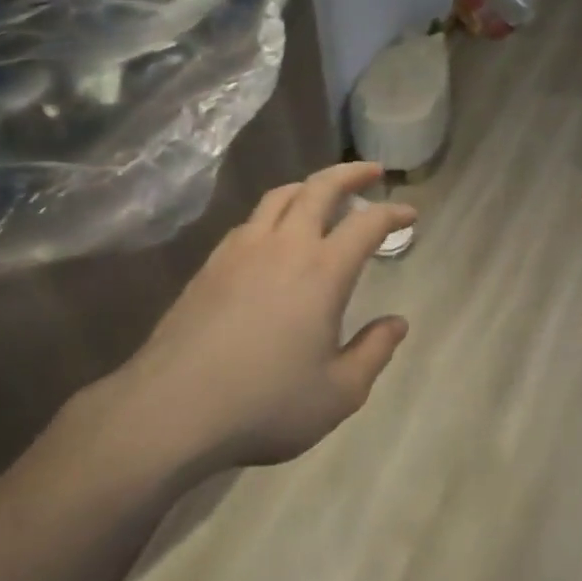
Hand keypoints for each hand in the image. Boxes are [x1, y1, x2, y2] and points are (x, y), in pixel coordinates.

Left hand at [99, 162, 416, 476]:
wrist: (172, 409)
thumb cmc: (265, 403)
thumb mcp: (338, 393)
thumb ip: (373, 352)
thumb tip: (397, 323)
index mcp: (323, 271)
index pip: (367, 224)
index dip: (393, 214)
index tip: (410, 213)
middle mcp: (284, 246)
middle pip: (320, 188)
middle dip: (351, 173)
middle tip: (372, 171)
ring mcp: (242, 250)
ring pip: (280, 196)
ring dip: (309, 185)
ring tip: (324, 192)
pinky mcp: (211, 264)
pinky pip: (251, 220)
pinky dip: (275, 211)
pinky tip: (275, 233)